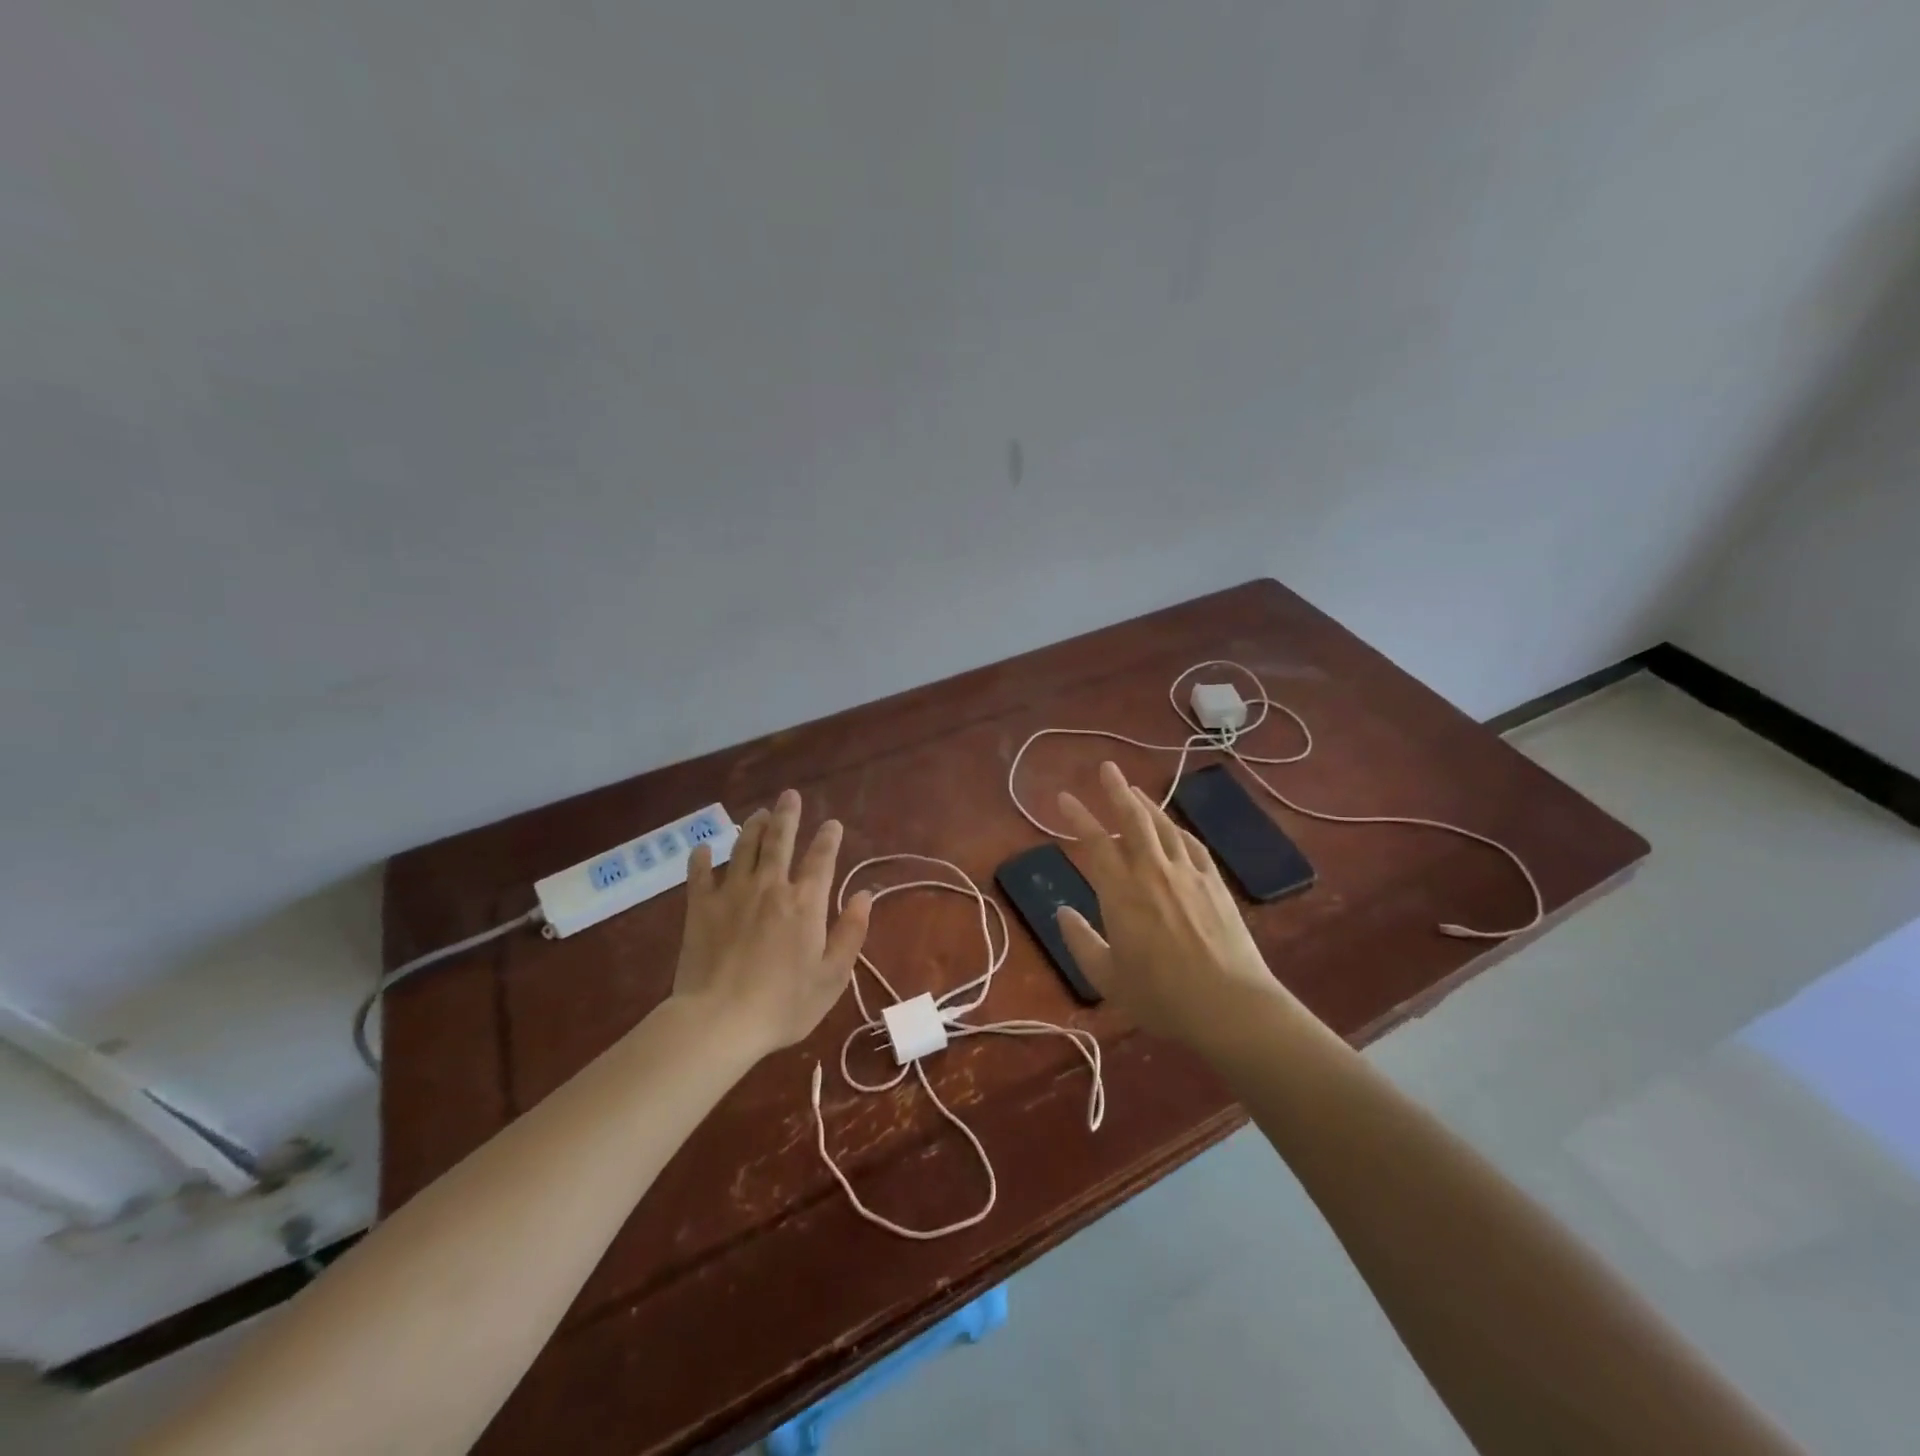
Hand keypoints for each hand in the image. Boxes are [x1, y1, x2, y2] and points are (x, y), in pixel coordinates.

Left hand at [673, 789, 872, 1057]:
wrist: (720, 1021)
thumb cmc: (783, 1004)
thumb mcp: (832, 976)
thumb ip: (850, 932)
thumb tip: (863, 895)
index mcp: (805, 903)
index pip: (821, 859)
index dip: (828, 838)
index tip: (832, 824)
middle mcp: (770, 887)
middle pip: (780, 841)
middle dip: (787, 815)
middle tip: (789, 795)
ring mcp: (732, 894)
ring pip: (743, 848)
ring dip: (752, 828)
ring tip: (758, 814)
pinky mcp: (700, 908)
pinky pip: (699, 874)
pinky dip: (701, 858)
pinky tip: (703, 848)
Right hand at [1055, 761, 1298, 1050]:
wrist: (1230, 1005)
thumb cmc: (1162, 997)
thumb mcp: (1107, 978)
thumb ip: (1081, 941)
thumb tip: (1062, 912)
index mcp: (1121, 894)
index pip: (1095, 843)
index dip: (1078, 817)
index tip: (1064, 798)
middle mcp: (1153, 873)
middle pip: (1133, 820)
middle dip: (1116, 790)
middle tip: (1107, 767)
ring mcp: (1188, 874)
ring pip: (1163, 827)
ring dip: (1146, 804)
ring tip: (1133, 789)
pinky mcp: (1215, 884)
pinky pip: (1193, 845)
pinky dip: (1177, 829)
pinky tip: (1173, 826)